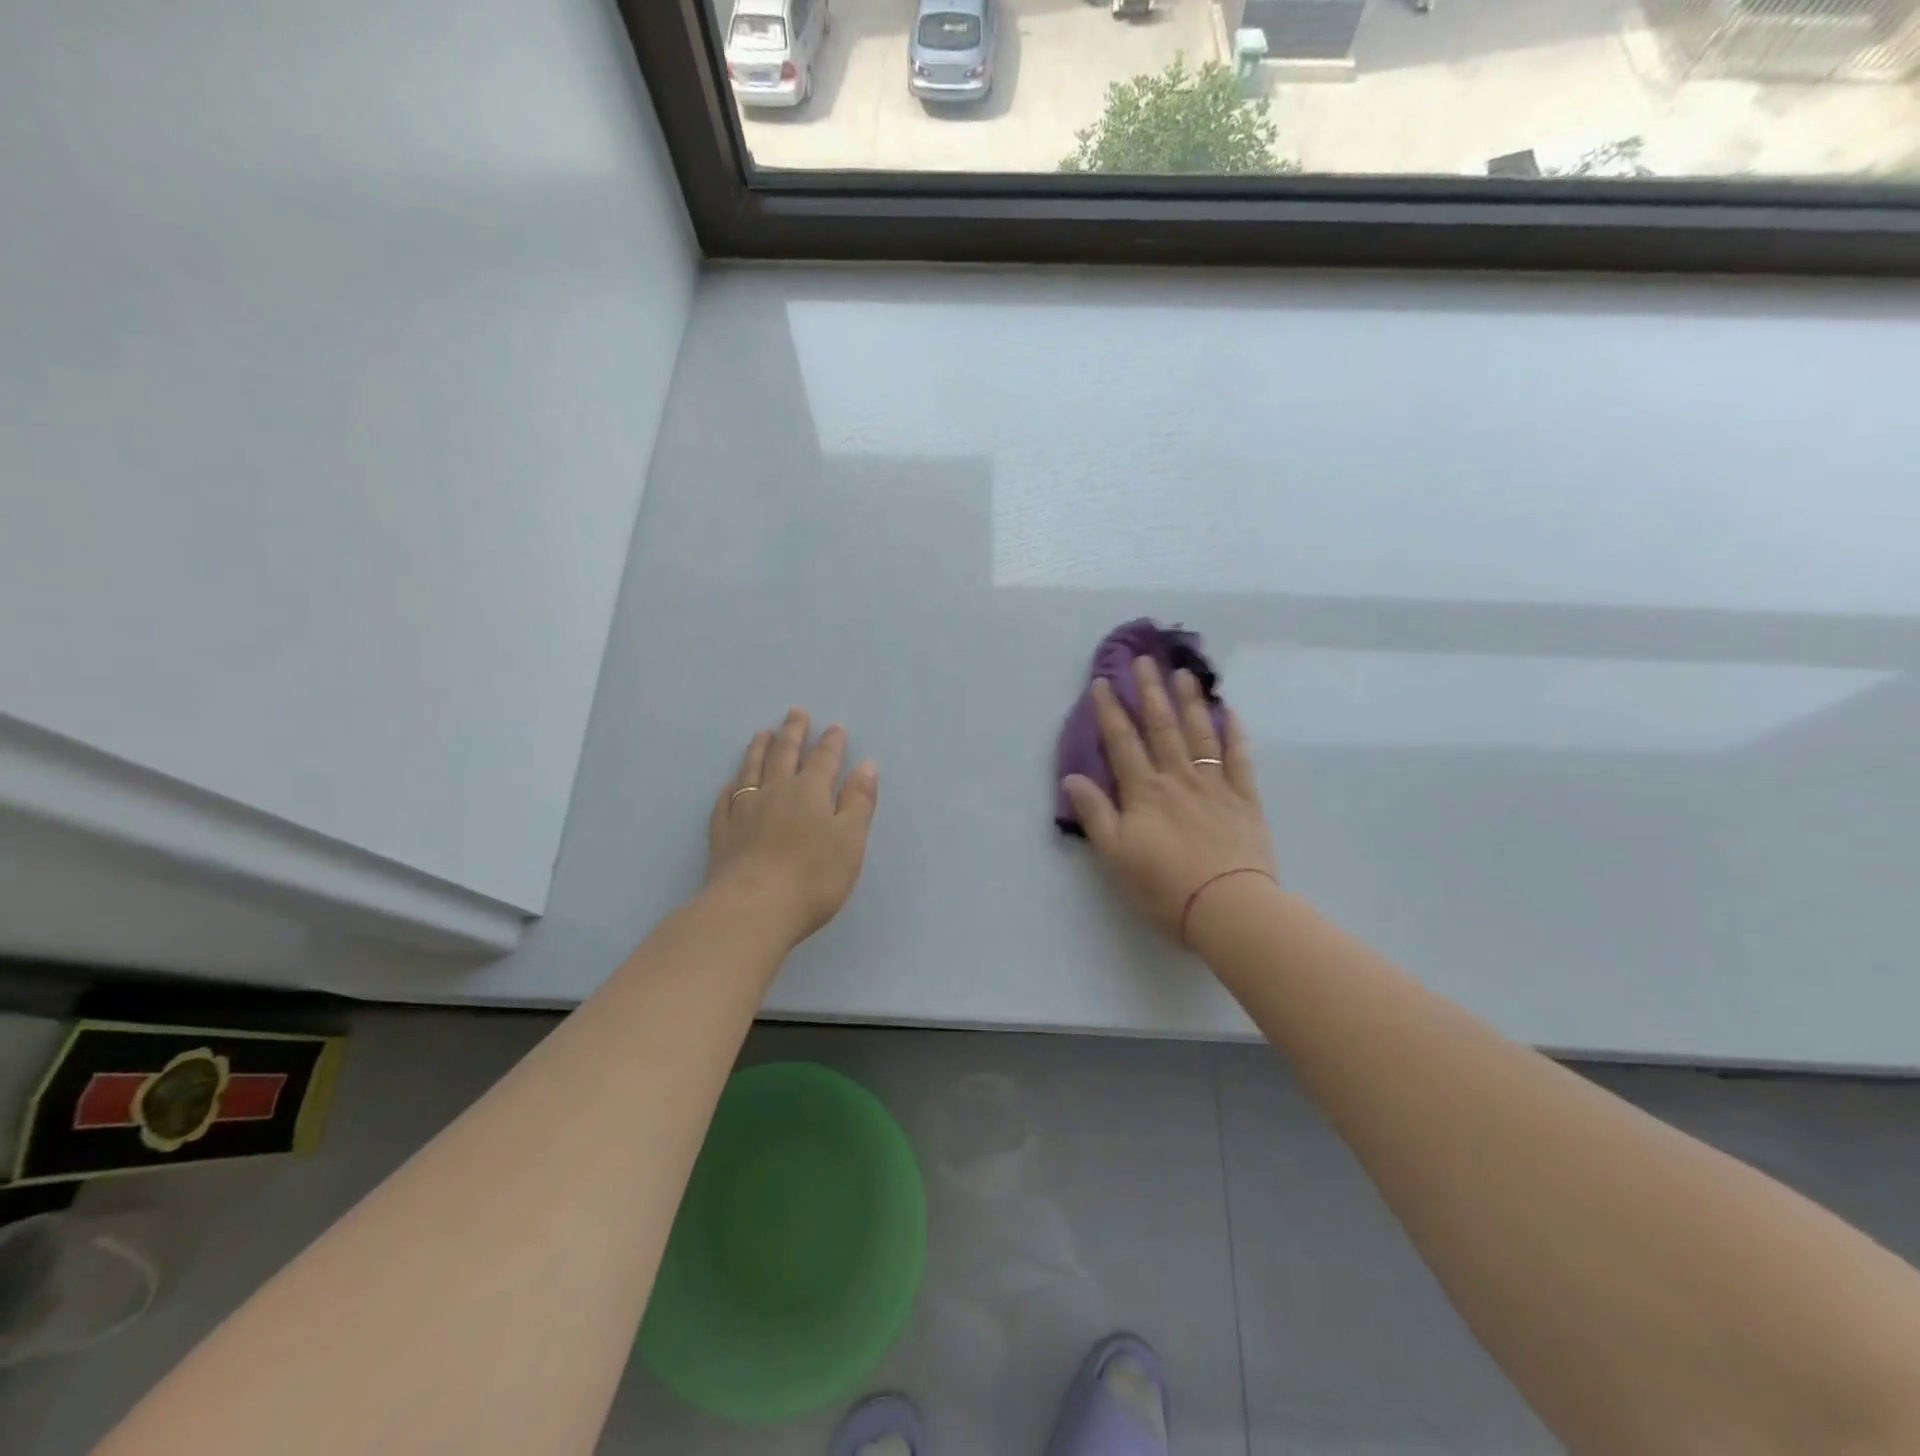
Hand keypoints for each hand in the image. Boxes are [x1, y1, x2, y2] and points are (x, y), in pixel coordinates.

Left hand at [706, 709, 878, 947]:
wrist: (752, 909)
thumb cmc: (812, 877)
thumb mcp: (850, 840)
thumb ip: (858, 801)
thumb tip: (866, 764)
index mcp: (811, 792)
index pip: (824, 759)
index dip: (831, 742)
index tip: (835, 726)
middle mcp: (776, 792)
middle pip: (785, 754)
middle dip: (793, 733)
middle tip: (795, 712)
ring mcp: (744, 811)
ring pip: (752, 770)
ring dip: (759, 749)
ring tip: (762, 733)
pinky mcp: (723, 834)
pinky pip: (725, 801)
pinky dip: (731, 787)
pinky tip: (730, 784)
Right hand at [1062, 658, 1275, 941]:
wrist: (1228, 907)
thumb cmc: (1163, 886)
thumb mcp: (1115, 854)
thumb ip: (1095, 813)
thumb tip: (1072, 777)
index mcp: (1144, 791)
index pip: (1123, 742)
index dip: (1110, 711)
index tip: (1102, 681)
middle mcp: (1178, 779)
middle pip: (1162, 727)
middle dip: (1150, 691)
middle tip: (1145, 659)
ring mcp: (1215, 786)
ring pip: (1200, 734)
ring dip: (1190, 702)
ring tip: (1184, 674)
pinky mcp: (1244, 800)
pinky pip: (1240, 760)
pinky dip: (1234, 734)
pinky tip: (1229, 712)